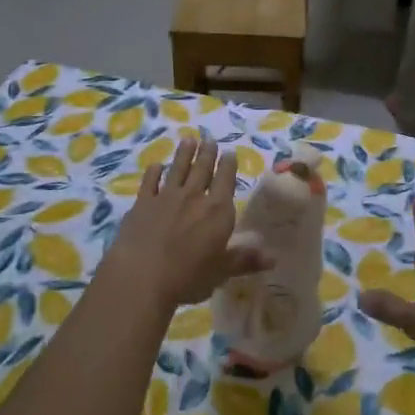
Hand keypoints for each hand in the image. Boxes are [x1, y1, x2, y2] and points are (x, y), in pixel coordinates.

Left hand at [98, 135, 269, 312]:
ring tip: (188, 139)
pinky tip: (156, 165)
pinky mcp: (142, 204)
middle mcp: (194, 197)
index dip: (228, 165)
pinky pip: (149, 182)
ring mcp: (166, 198)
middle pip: (202, 169)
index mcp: (218, 211)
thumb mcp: (222, 271)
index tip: (229, 152)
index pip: (226, 181)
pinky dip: (153, 172)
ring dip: (184, 154)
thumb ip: (245, 260)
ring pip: (178, 169)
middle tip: (209, 138)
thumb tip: (274, 258)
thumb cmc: (188, 276)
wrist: (141, 275)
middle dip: (207, 153)